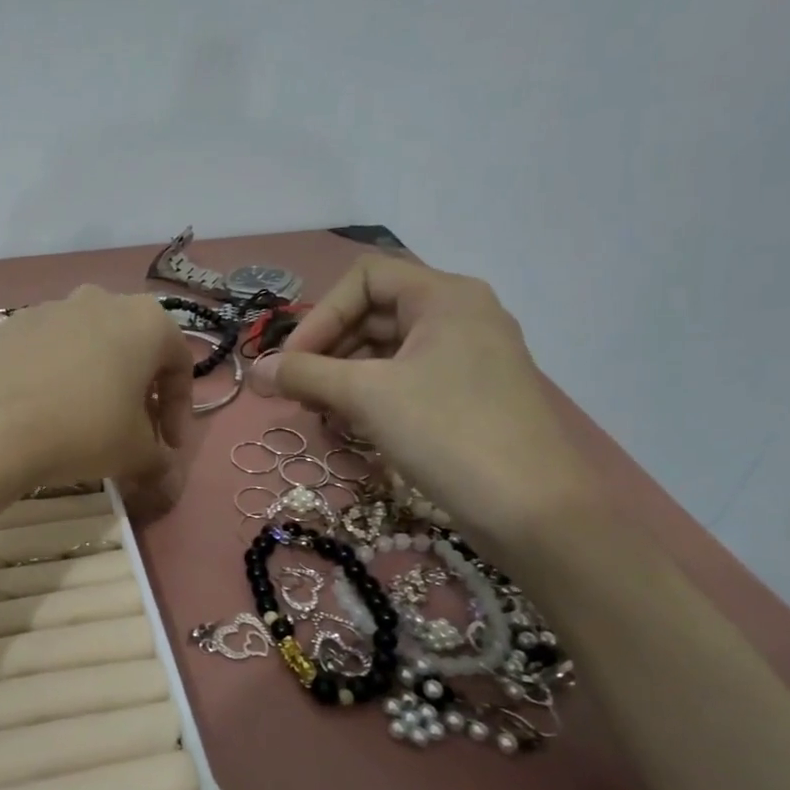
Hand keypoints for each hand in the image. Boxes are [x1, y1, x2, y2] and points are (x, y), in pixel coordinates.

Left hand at [0, 286, 196, 501]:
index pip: (178, 364)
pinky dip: (57, 376)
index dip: (179, 411)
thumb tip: (164, 477)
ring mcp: (52, 307)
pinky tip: (44, 410)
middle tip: (132, 432)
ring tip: (86, 422)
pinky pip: (49, 350)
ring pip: (89, 345)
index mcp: (146, 320)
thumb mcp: (135, 454)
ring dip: (97, 381)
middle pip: (133, 348)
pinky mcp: (11, 325)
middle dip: (139, 392)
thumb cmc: (83, 430)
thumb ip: (159, 461)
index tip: (167, 447)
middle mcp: (101, 300)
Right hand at [255, 254, 598, 554]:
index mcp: (445, 296)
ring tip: (320, 411)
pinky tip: (352, 424)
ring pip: (389, 349)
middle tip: (298, 392)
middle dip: (328, 348)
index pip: (364, 278)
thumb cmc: (448, 433)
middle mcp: (461, 315)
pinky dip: (372, 393)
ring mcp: (469, 356)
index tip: (292, 363)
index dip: (321, 315)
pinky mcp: (470, 394)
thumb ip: (304, 375)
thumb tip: (255, 370)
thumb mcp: (367, 397)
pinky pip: (407, 377)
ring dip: (345, 374)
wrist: (534, 511)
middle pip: (375, 312)